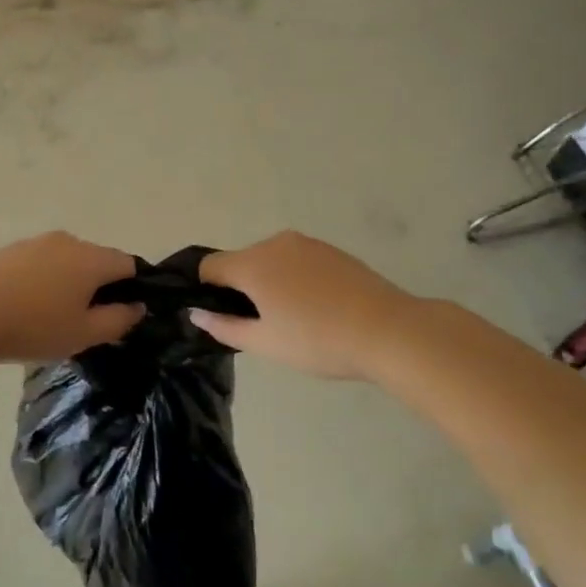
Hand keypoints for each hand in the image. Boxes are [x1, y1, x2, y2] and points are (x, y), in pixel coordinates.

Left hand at [0, 232, 142, 365]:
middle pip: (97, 260)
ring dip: (69, 283)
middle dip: (99, 287)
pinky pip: (42, 262)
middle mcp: (69, 241)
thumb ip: (119, 320)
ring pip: (68, 261)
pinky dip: (44, 280)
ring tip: (53, 316)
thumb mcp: (84, 334)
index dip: (133, 288)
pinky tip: (28, 306)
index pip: (128, 264)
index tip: (121, 315)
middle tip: (86, 322)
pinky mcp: (12, 249)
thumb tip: (137, 306)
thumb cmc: (34, 326)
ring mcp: (37, 241)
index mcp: (92, 258)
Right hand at [189, 230, 433, 380]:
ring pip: (270, 260)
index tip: (223, 317)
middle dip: (242, 289)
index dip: (207, 291)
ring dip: (270, 283)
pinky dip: (296, 279)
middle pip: (241, 261)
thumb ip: (225, 326)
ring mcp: (306, 243)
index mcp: (252, 263)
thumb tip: (197, 313)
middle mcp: (274, 243)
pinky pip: (297, 260)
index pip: (209, 267)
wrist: (389, 330)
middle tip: (264, 326)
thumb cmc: (319, 340)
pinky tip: (319, 307)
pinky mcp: (331, 250)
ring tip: (296, 319)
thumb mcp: (265, 343)